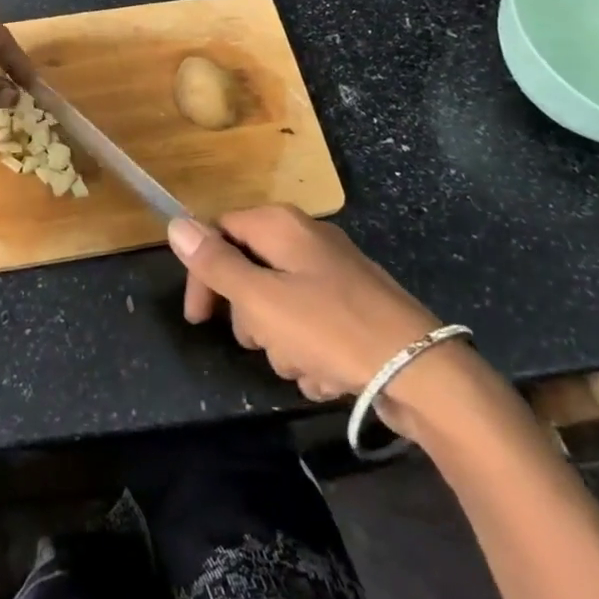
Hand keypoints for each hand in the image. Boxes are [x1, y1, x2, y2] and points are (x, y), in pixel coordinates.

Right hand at [169, 205, 441, 402]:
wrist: (422, 372)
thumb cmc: (331, 329)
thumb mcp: (261, 299)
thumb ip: (216, 264)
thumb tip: (176, 224)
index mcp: (281, 226)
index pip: (220, 232)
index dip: (203, 274)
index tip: (199, 320)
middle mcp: (306, 240)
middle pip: (250, 271)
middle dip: (250, 316)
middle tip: (264, 341)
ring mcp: (334, 274)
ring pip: (280, 305)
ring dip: (281, 342)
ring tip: (304, 364)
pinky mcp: (354, 308)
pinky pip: (312, 326)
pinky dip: (311, 352)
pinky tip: (327, 374)